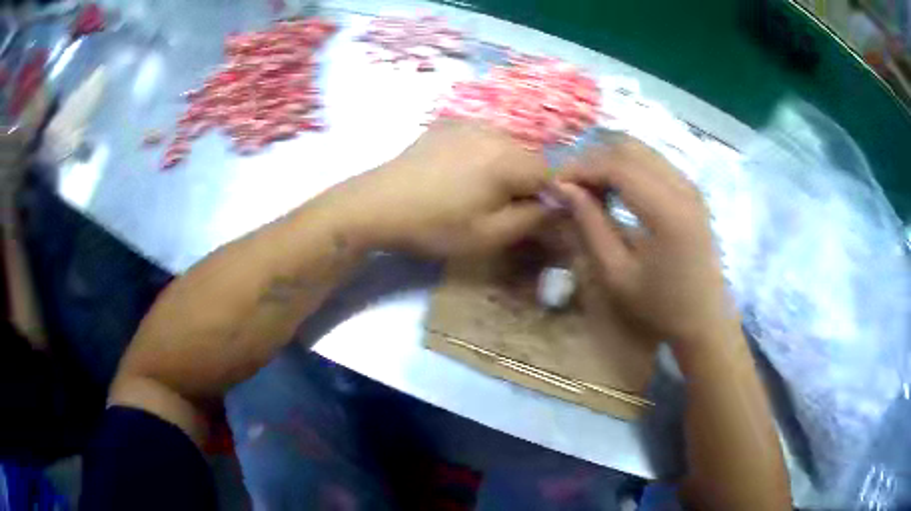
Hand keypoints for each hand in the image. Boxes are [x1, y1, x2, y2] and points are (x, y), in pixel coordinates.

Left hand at [330, 120, 551, 255]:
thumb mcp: (491, 234)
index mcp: (508, 157)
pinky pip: (481, 138)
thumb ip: (534, 219)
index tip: (525, 218)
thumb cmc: (436, 224)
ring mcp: (468, 123)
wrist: (377, 204)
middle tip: (497, 208)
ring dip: (503, 168)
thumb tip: (557, 206)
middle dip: (524, 182)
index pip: (550, 174)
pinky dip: (482, 155)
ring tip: (474, 191)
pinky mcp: (447, 124)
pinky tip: (457, 174)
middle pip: (529, 157)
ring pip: (506, 146)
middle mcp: (494, 131)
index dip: (545, 199)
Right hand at [552, 137, 737, 346]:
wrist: (704, 319)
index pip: (617, 166)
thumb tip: (565, 188)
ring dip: (611, 161)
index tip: (556, 184)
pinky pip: (654, 162)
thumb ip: (590, 225)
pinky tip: (616, 190)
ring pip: (642, 151)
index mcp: (667, 211)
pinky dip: (629, 168)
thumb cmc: (660, 306)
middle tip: (572, 186)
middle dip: (594, 160)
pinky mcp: (691, 191)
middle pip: (629, 149)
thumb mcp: (617, 274)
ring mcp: (690, 186)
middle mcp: (683, 187)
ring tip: (590, 188)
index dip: (581, 168)